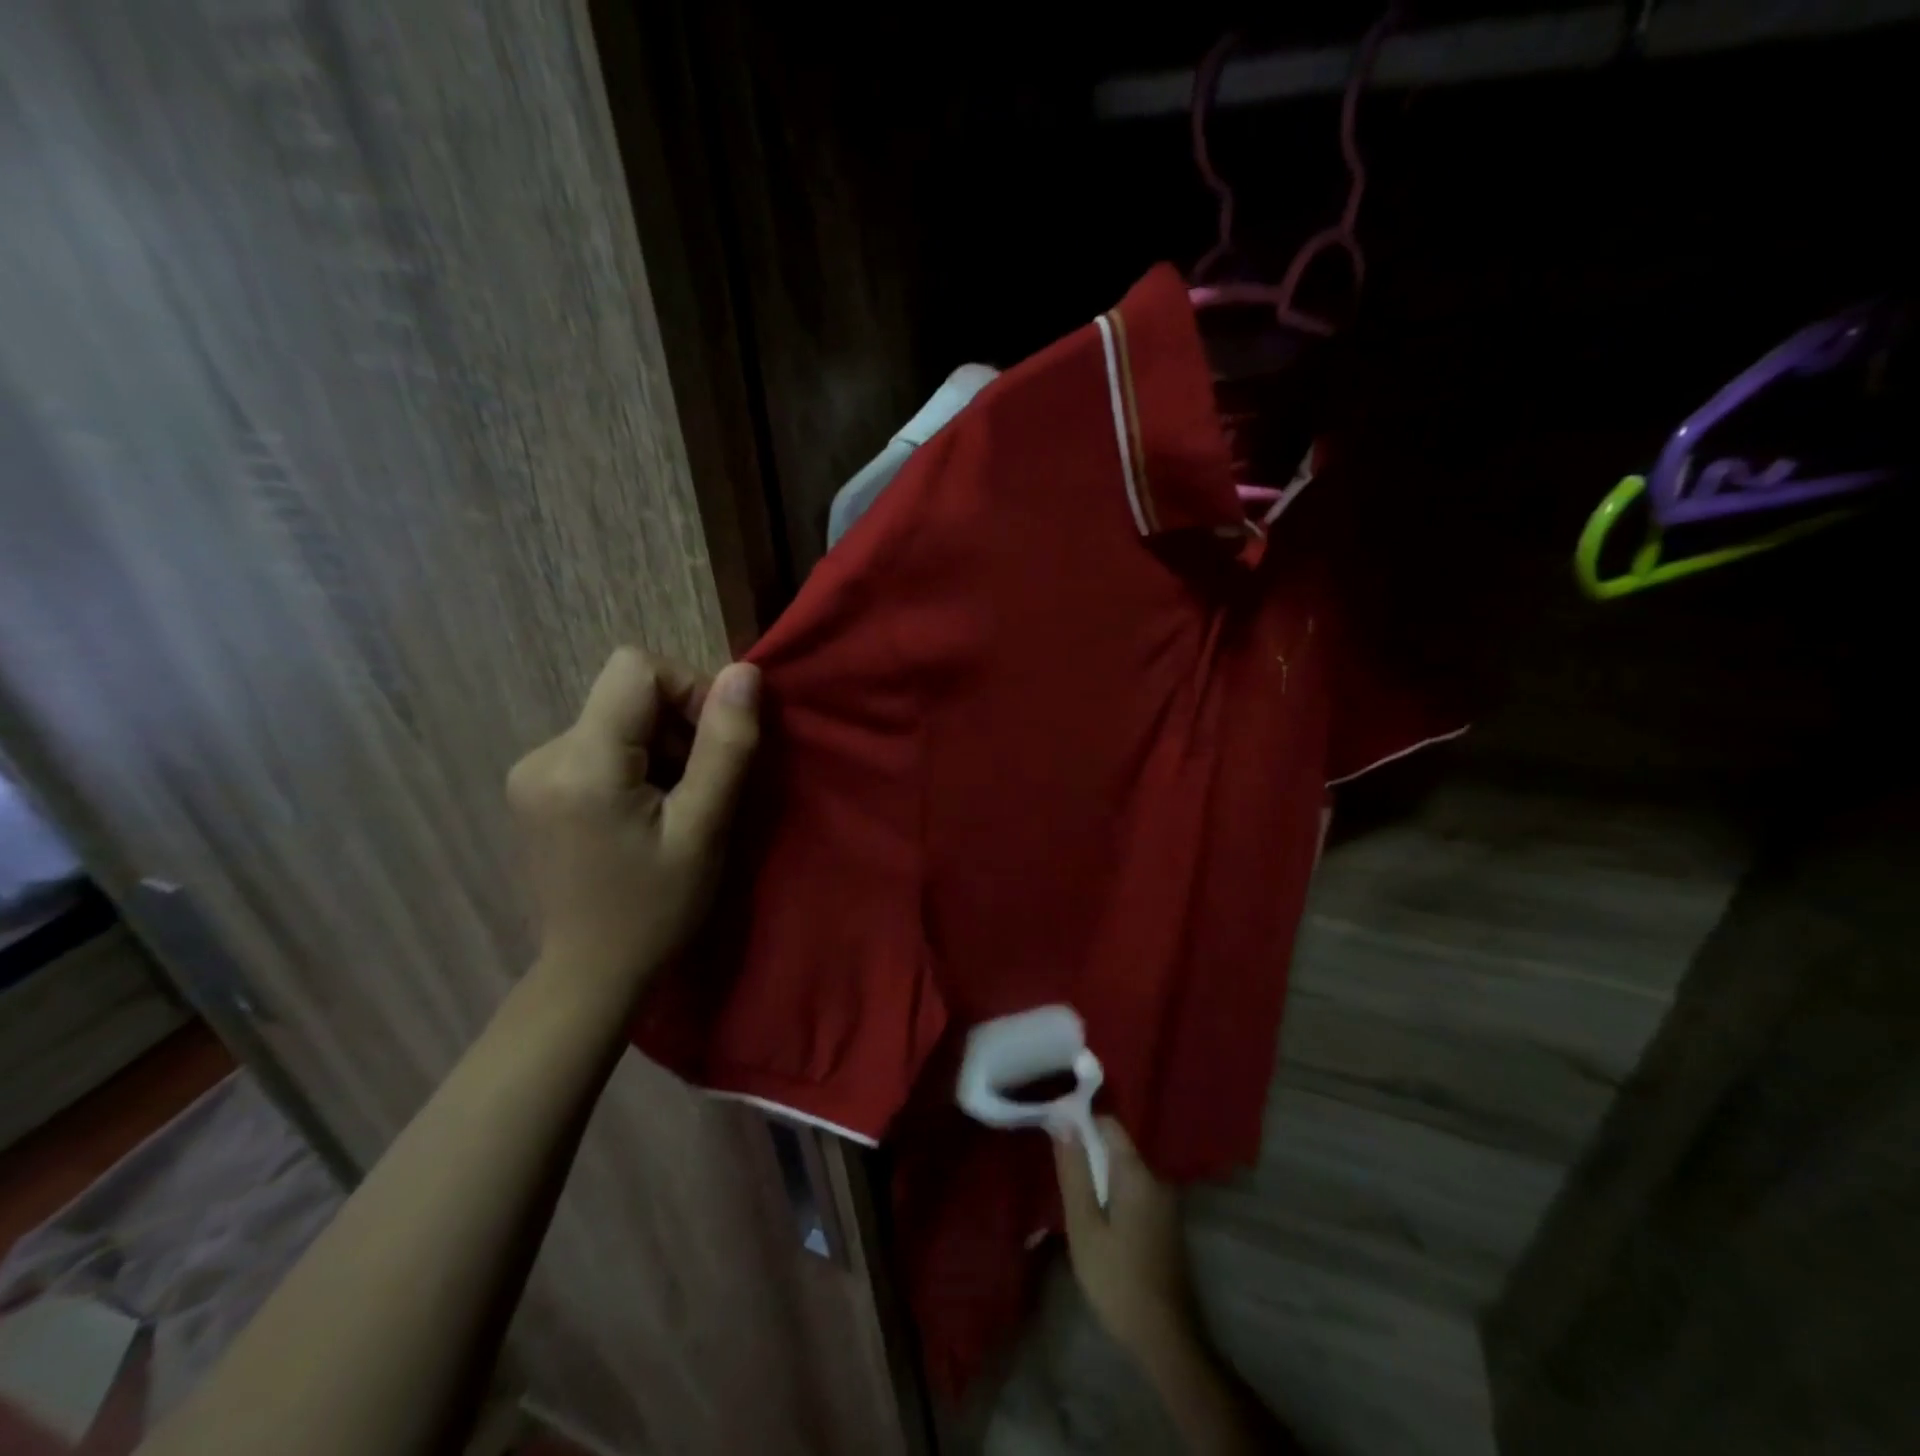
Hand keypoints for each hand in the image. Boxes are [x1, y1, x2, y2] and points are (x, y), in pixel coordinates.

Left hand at [507, 647, 759, 999]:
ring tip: (677, 806)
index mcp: (581, 763)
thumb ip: (725, 747)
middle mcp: (543, 754)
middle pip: (628, 693)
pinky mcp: (535, 786)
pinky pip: (600, 743)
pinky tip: (646, 813)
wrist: (591, 974)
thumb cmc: (657, 909)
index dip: (689, 689)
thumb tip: (744, 673)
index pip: (637, 668)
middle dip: (679, 726)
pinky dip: (636, 762)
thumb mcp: (705, 829)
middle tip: (702, 788)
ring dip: (661, 747)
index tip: (714, 744)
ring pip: (617, 717)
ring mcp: (532, 770)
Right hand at [1055, 1117, 1199, 1359]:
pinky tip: (1097, 1217)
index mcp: (1137, 1173)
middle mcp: (1157, 1177)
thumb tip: (1063, 1123)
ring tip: (1073, 1195)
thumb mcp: (1084, 1225)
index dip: (1081, 1122)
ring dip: (1100, 1176)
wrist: (1165, 1339)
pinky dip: (1114, 1194)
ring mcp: (1166, 1201)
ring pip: (1125, 1170)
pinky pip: (1135, 1190)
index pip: (1109, 1124)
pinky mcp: (1166, 1222)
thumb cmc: (1117, 1280)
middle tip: (1059, 1171)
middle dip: (1088, 1152)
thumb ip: (1074, 1172)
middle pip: (1117, 1147)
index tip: (1055, 1134)